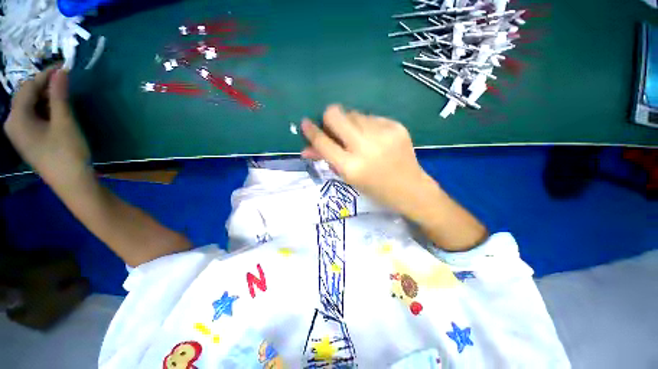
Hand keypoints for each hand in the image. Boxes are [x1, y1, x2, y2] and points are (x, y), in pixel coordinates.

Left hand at [4, 68, 90, 187]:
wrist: (72, 183)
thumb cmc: (67, 153)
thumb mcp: (64, 122)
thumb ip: (59, 95)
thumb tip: (61, 71)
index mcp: (16, 118)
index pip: (28, 87)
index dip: (45, 75)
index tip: (64, 67)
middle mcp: (13, 124)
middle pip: (26, 96)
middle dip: (45, 87)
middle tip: (66, 82)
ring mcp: (20, 134)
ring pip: (30, 107)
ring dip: (46, 98)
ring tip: (64, 96)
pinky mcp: (28, 140)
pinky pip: (33, 118)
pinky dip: (44, 110)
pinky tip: (57, 111)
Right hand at [301, 105, 427, 214]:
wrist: (411, 189)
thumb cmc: (375, 189)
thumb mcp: (348, 178)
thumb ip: (327, 160)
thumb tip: (305, 149)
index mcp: (351, 167)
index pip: (323, 142)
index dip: (310, 131)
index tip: (305, 123)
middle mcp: (365, 147)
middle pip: (335, 114)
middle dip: (329, 117)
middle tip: (333, 127)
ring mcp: (382, 134)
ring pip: (353, 113)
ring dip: (349, 123)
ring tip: (358, 137)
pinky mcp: (396, 126)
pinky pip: (371, 117)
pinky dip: (366, 125)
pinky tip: (374, 138)